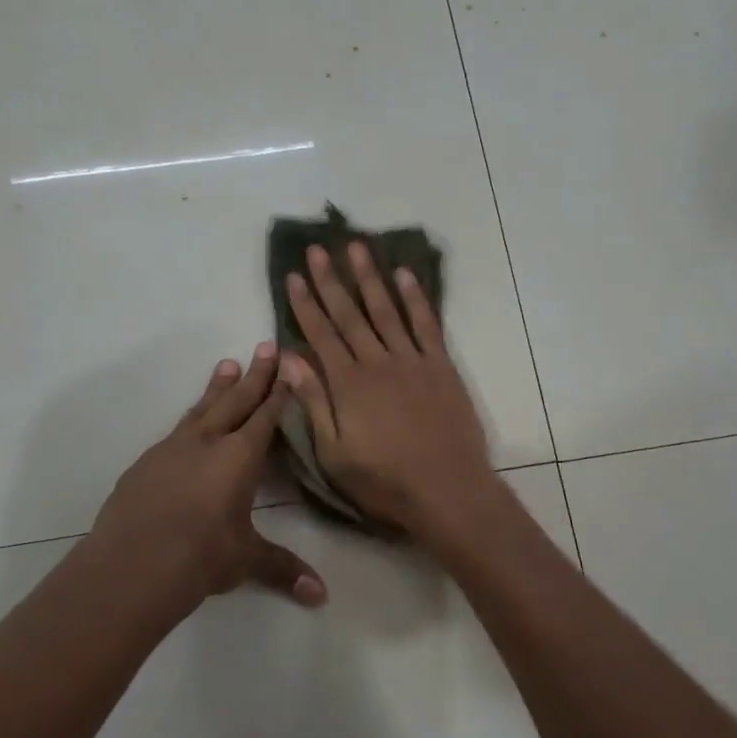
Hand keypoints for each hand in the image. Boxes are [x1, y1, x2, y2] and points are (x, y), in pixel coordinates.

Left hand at [89, 343, 325, 609]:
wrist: (130, 564)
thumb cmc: (200, 556)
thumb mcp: (246, 560)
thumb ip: (283, 569)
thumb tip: (321, 596)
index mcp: (239, 457)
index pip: (265, 417)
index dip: (279, 392)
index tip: (288, 365)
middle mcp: (207, 442)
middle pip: (236, 400)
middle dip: (254, 375)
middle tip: (265, 346)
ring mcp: (171, 449)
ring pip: (201, 409)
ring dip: (217, 388)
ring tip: (226, 364)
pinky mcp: (145, 464)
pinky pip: (175, 432)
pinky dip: (190, 420)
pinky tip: (189, 425)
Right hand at [280, 241, 496, 534]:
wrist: (447, 489)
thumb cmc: (385, 481)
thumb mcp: (334, 453)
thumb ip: (313, 402)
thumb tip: (289, 359)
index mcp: (348, 384)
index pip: (321, 334)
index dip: (305, 304)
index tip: (293, 275)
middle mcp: (378, 362)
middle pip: (350, 314)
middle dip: (331, 280)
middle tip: (318, 249)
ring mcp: (413, 361)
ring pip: (386, 310)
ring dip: (370, 278)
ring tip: (357, 248)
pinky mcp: (441, 367)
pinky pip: (427, 324)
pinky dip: (416, 298)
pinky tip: (405, 275)